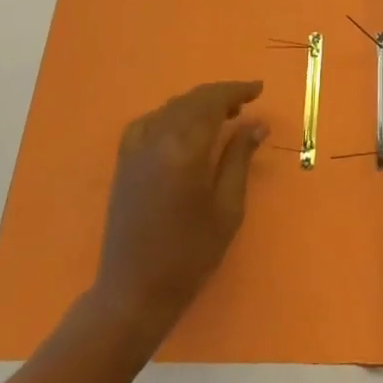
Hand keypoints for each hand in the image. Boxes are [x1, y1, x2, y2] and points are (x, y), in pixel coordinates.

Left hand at [95, 80, 266, 327]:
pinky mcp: (123, 161)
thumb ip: (239, 159)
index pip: (213, 103)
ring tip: (221, 115)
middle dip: (220, 95)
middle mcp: (157, 140)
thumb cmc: (189, 255)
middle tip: (245, 103)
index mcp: (185, 150)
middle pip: (192, 100)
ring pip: (170, 108)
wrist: (133, 293)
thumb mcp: (227, 209)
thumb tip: (256, 125)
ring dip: (197, 104)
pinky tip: (181, 128)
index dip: (237, 91)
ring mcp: (136, 149)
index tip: (258, 89)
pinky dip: (169, 115)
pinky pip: (148, 122)